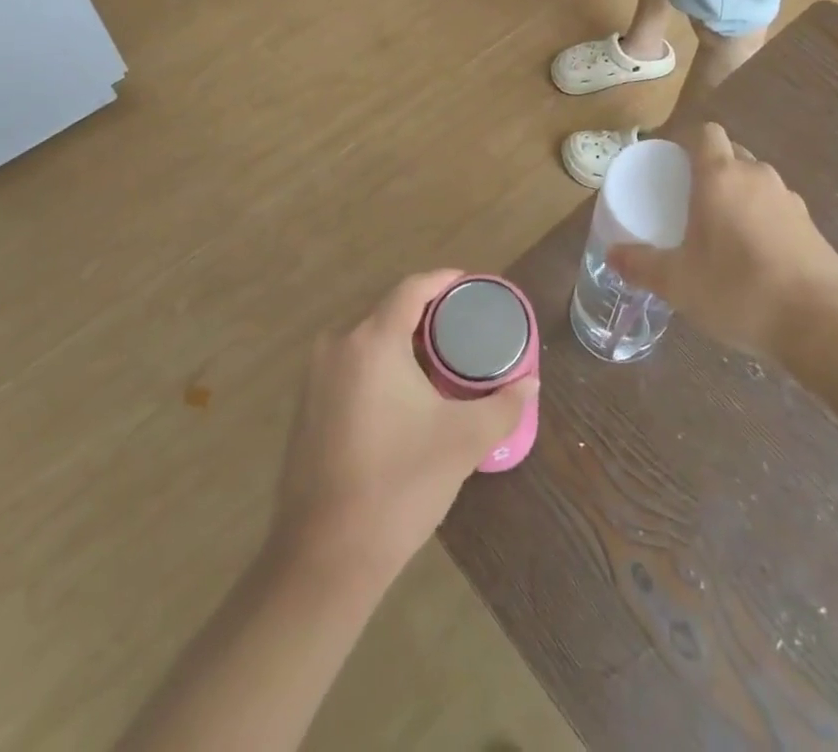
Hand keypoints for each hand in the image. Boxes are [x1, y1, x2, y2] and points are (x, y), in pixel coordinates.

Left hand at [269, 270, 534, 586]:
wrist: (325, 556)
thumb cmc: (399, 485)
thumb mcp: (463, 441)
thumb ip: (503, 406)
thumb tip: (530, 383)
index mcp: (372, 341)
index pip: (412, 288)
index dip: (444, 280)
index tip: (472, 285)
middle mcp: (337, 345)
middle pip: (389, 309)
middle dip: (427, 312)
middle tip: (465, 326)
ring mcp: (315, 374)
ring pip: (368, 336)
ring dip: (402, 338)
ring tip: (440, 356)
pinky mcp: (307, 403)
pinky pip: (351, 361)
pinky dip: (379, 362)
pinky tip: (404, 389)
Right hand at [609, 123, 837, 360]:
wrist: (824, 325)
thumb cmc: (739, 290)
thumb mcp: (678, 283)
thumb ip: (642, 266)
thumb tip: (613, 255)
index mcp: (721, 176)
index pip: (705, 133)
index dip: (687, 142)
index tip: (670, 166)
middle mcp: (757, 176)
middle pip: (731, 154)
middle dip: (710, 169)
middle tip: (689, 202)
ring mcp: (791, 200)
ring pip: (756, 182)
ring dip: (739, 196)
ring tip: (721, 232)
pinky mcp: (813, 228)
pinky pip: (777, 209)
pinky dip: (763, 221)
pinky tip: (754, 258)